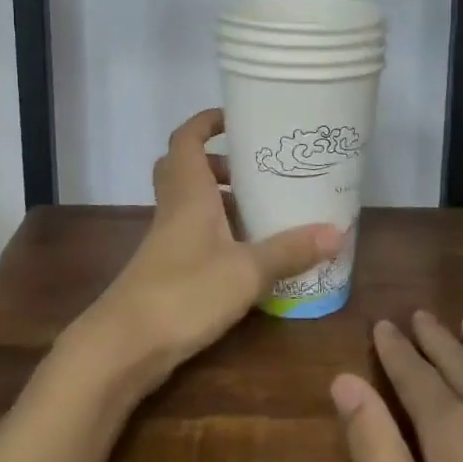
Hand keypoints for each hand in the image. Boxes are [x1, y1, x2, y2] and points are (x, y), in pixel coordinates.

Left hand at [69, 108, 341, 394]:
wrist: (126, 344)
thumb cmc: (185, 292)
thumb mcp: (247, 270)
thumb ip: (289, 250)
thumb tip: (337, 232)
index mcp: (188, 192)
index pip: (186, 139)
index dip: (206, 121)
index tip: (237, 117)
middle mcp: (174, 208)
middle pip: (185, 167)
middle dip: (219, 161)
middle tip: (255, 168)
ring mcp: (167, 240)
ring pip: (190, 202)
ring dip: (220, 198)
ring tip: (261, 208)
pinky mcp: (167, 268)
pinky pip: (193, 233)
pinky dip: (218, 232)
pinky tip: (247, 254)